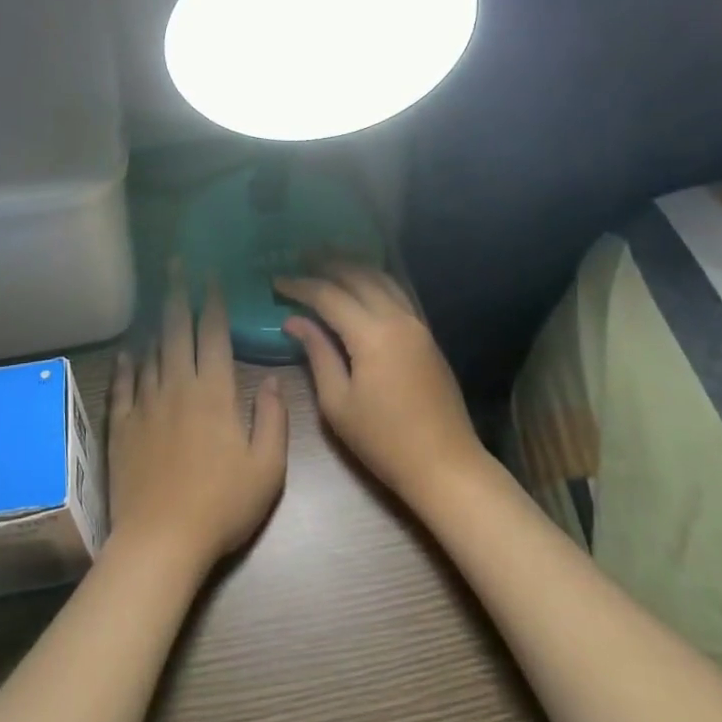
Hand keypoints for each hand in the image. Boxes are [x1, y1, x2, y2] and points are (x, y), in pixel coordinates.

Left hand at [106, 273, 288, 575]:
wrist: (161, 539)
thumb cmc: (222, 505)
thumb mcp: (267, 467)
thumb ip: (272, 418)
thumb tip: (269, 378)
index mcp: (213, 391)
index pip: (213, 333)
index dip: (213, 301)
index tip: (212, 275)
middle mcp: (176, 386)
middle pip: (176, 329)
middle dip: (178, 292)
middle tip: (176, 263)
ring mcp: (144, 404)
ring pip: (150, 352)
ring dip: (156, 323)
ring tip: (158, 299)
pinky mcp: (121, 426)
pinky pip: (122, 385)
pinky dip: (126, 365)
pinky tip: (127, 352)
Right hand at [275, 262, 485, 510]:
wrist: (445, 464)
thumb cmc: (384, 440)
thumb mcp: (338, 402)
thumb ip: (317, 354)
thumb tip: (294, 321)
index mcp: (371, 334)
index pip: (328, 296)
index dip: (300, 286)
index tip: (276, 281)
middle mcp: (397, 318)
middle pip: (358, 276)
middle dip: (328, 264)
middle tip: (301, 256)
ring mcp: (417, 324)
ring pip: (383, 279)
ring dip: (355, 266)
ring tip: (329, 260)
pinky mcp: (427, 335)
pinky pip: (399, 293)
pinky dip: (377, 280)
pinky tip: (364, 282)